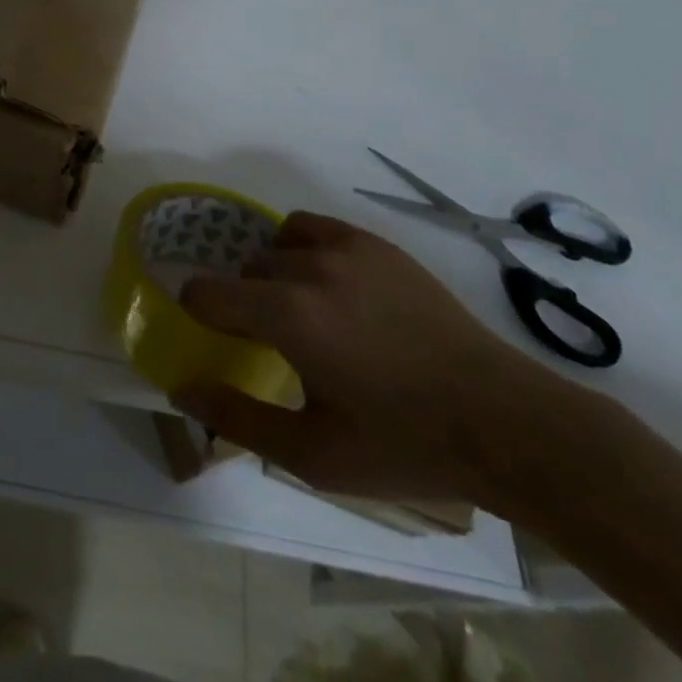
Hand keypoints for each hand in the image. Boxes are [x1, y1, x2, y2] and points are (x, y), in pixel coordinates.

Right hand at [172, 212, 560, 503]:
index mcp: (288, 317)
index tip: (216, 336)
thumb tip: (181, 388)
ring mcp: (346, 249)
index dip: (199, 312)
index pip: (207, 292)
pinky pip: (312, 227)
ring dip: (274, 274)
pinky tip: (329, 285)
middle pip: (245, 270)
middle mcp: (309, 269)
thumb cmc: (403, 444)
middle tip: (274, 342)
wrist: (501, 420)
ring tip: (302, 311)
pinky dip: (302, 247)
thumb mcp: (313, 454)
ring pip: (277, 246)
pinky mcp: (375, 244)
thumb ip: (237, 418)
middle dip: (244, 302)